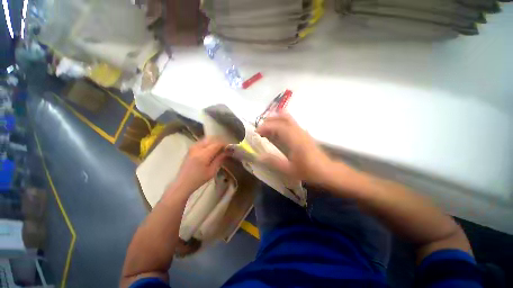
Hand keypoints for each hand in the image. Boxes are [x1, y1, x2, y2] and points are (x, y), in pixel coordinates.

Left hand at [173, 137, 227, 193]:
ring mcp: (193, 147)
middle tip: (225, 148)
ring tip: (219, 149)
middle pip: (212, 139)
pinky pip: (202, 142)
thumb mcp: (212, 171)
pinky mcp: (191, 149)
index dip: (224, 144)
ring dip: (214, 142)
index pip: (217, 144)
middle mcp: (197, 148)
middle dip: (220, 142)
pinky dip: (209, 143)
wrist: (183, 183)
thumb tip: (227, 151)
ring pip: (207, 139)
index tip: (230, 148)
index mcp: (203, 155)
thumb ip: (220, 159)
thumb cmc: (199, 179)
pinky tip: (212, 150)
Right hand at [256, 112, 334, 184]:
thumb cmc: (309, 171)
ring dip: (276, 121)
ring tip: (267, 130)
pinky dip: (281, 124)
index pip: (277, 126)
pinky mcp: (304, 133)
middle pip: (283, 117)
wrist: (327, 171)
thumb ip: (273, 161)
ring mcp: (302, 131)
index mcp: (294, 139)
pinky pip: (291, 123)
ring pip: (288, 118)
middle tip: (261, 128)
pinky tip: (278, 134)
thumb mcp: (289, 169)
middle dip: (270, 120)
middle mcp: (298, 131)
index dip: (265, 127)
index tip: (256, 132)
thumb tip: (259, 157)